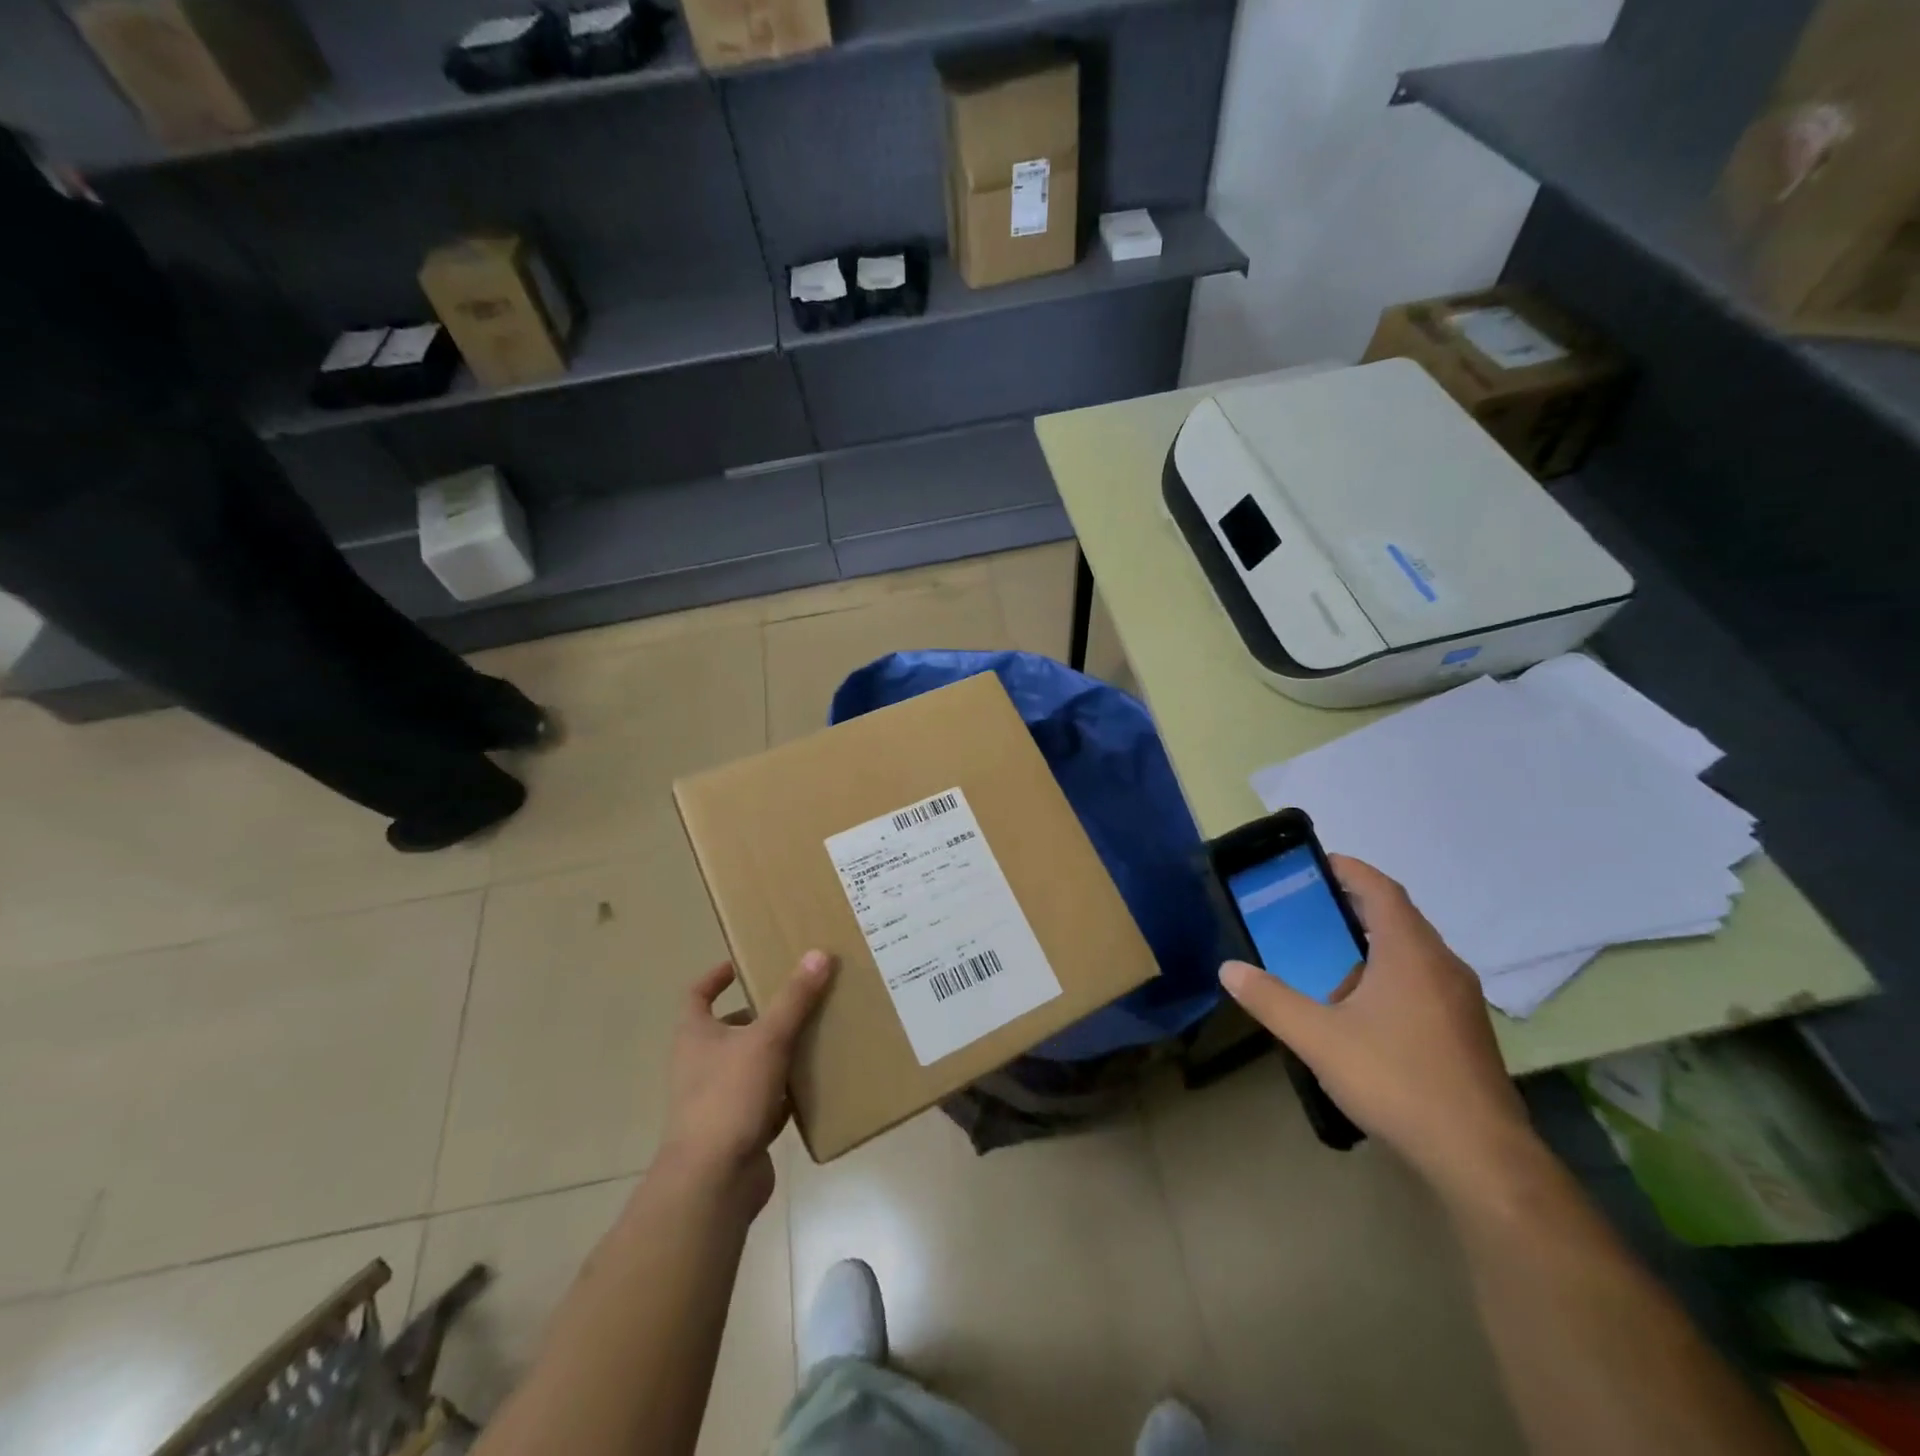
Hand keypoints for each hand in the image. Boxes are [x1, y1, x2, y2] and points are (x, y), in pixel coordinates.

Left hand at [658, 952, 834, 1208]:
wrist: (713, 1182)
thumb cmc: (729, 1097)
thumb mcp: (767, 1039)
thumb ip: (794, 998)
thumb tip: (819, 953)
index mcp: (695, 1036)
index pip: (696, 995)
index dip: (714, 978)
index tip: (739, 965)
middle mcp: (700, 1065)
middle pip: (729, 1030)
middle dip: (761, 1015)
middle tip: (797, 999)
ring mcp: (717, 1100)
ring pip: (750, 1065)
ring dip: (777, 1052)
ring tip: (814, 1034)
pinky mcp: (738, 1130)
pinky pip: (765, 1101)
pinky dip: (786, 1092)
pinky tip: (814, 1084)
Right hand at [1219, 856, 1536, 1198]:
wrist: (1480, 1157)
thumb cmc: (1396, 1080)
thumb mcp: (1318, 1038)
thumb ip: (1270, 999)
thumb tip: (1229, 969)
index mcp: (1410, 952)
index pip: (1381, 889)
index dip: (1350, 870)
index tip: (1317, 864)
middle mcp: (1442, 964)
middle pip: (1398, 917)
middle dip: (1354, 906)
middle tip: (1310, 911)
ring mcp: (1461, 999)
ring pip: (1413, 952)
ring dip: (1372, 944)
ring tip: (1329, 960)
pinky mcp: (1467, 1031)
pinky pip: (1424, 981)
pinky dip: (1390, 975)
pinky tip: (1363, 1010)